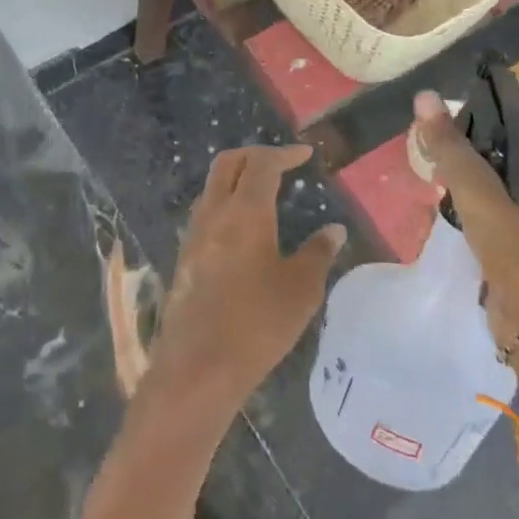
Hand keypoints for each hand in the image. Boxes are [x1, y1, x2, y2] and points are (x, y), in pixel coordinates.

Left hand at [143, 146, 344, 424]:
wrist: (198, 364)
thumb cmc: (257, 323)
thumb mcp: (300, 289)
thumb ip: (318, 253)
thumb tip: (333, 230)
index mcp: (245, 211)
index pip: (262, 164)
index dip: (284, 153)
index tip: (305, 154)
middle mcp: (214, 212)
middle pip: (228, 163)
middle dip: (255, 155)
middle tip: (282, 163)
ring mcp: (194, 233)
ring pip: (213, 186)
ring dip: (237, 178)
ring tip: (265, 192)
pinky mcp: (185, 256)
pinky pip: (206, 212)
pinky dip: (226, 203)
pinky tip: (244, 228)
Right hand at [412, 92, 518, 400]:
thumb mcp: (482, 196)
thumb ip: (452, 149)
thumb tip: (423, 95)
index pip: (504, 130)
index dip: (469, 128)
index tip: (434, 134)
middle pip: (494, 162)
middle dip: (460, 165)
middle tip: (426, 167)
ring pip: (488, 195)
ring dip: (460, 196)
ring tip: (428, 192)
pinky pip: (486, 226)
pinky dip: (465, 223)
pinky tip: (440, 225)